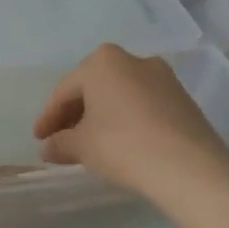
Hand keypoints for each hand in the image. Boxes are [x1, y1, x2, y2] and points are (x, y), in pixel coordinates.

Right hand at [34, 44, 228, 200]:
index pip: (65, 91)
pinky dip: (126, 120)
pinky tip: (120, 143)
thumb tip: (49, 147)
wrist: (189, 167)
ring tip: (90, 144)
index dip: (48, 118)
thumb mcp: (80, 146)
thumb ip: (60, 143)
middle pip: (93, 88)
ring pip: (119, 96)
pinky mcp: (183, 99)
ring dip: (101, 117)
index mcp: (102, 62)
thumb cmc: (122, 146)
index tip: (39, 139)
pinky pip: (142, 105)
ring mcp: (163, 77)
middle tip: (62, 140)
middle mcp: (133, 60)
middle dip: (75, 115)